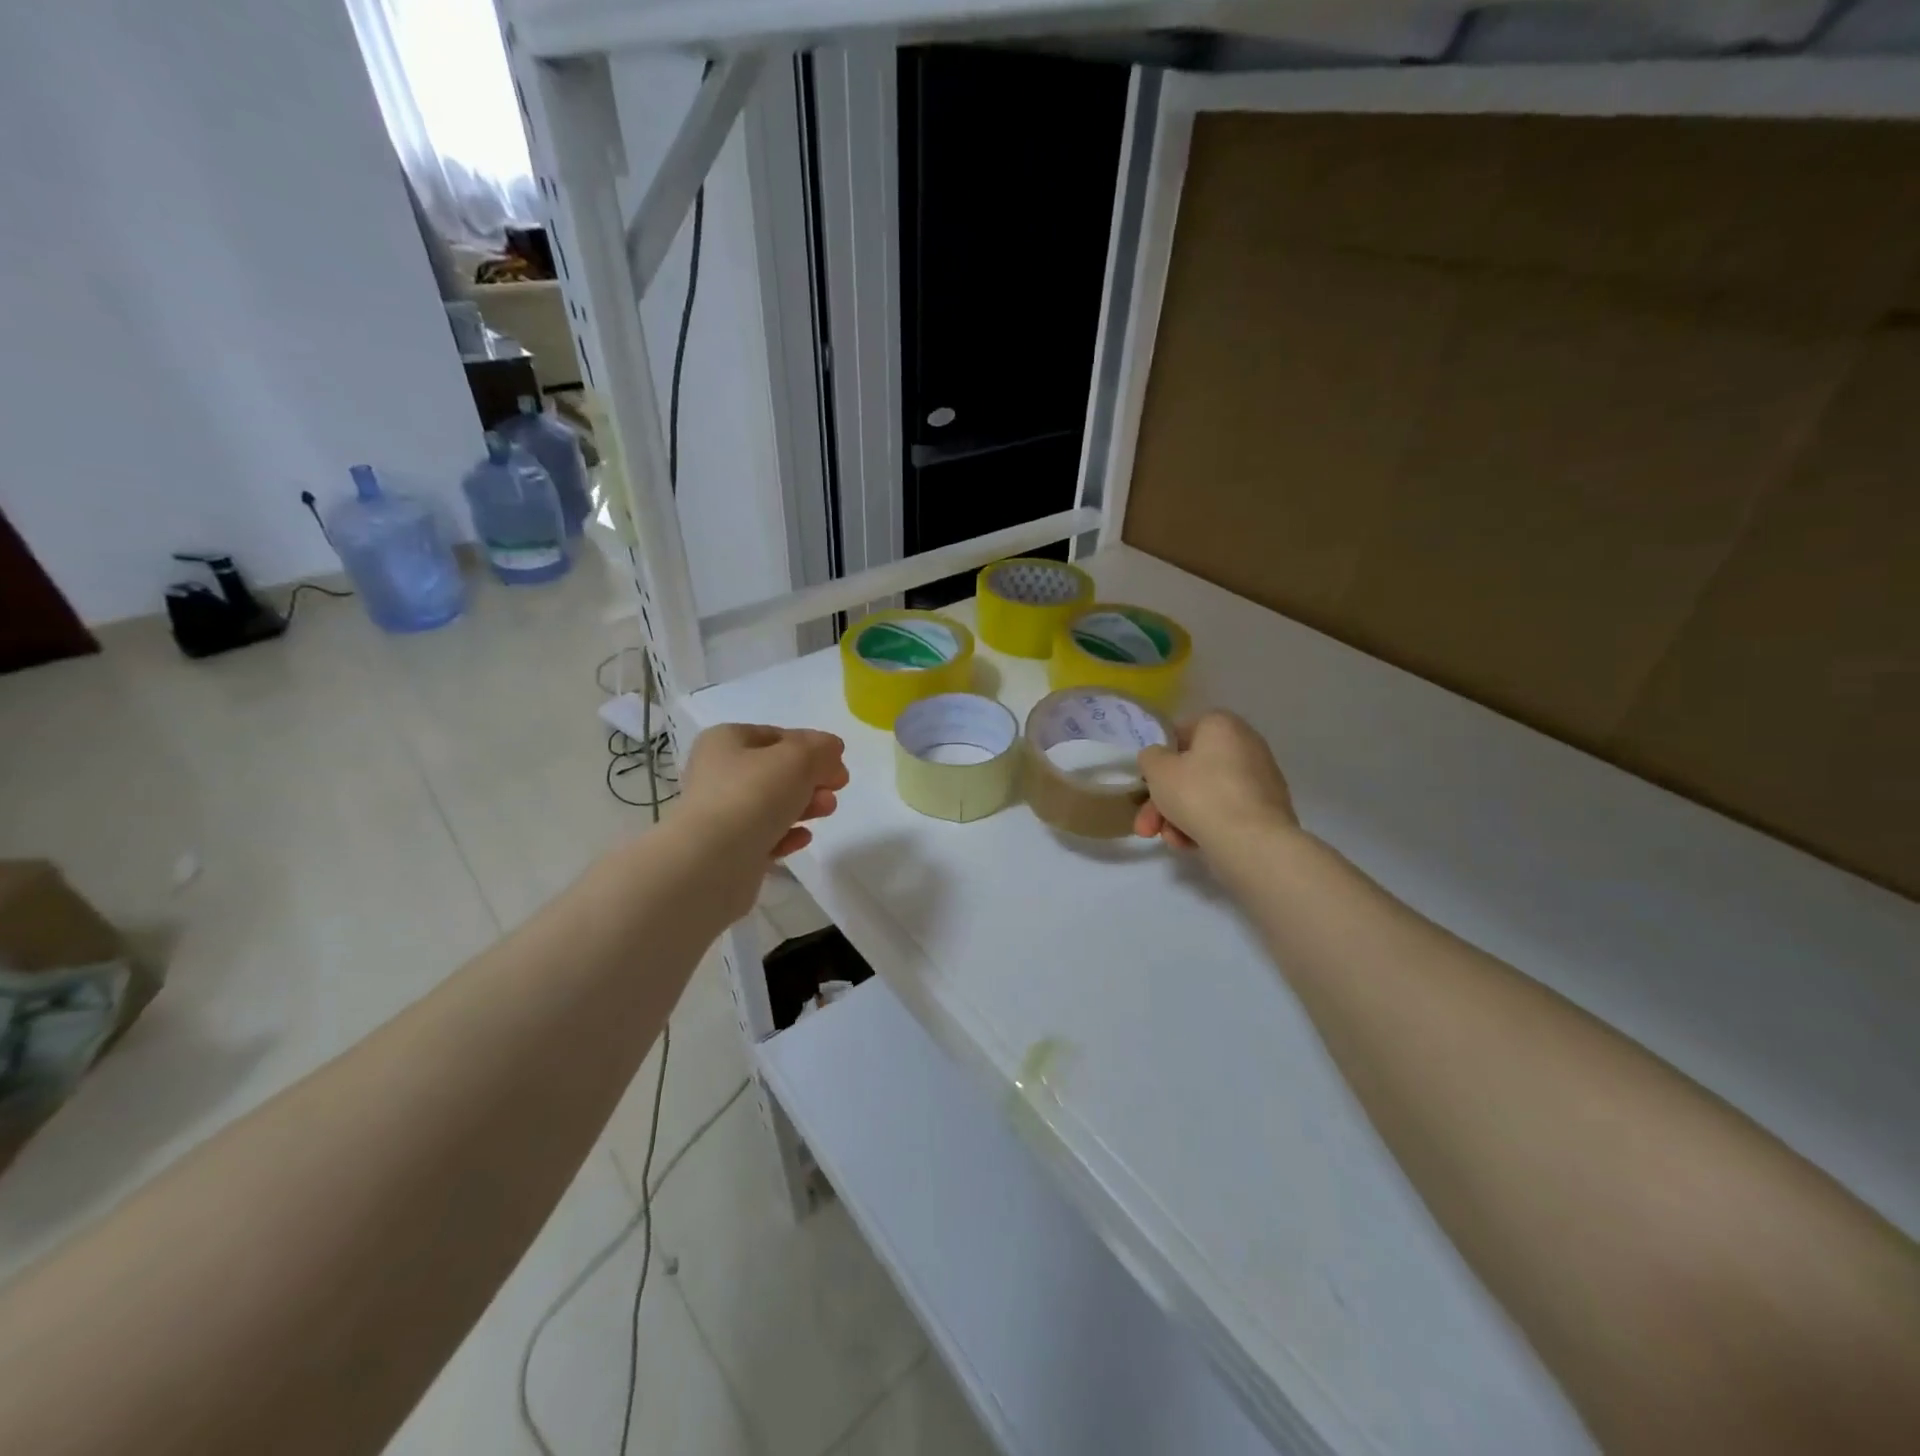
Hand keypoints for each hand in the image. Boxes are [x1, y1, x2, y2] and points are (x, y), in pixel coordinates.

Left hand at [679, 724, 848, 863]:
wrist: (711, 862)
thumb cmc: (753, 795)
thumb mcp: (798, 758)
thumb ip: (821, 749)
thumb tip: (831, 750)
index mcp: (726, 741)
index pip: (776, 736)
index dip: (811, 746)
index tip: (838, 762)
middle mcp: (718, 773)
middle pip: (776, 771)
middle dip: (811, 778)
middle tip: (838, 787)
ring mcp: (721, 814)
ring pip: (772, 804)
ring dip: (804, 805)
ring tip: (827, 810)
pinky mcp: (728, 850)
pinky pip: (764, 836)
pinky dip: (786, 834)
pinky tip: (803, 838)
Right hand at [1133, 710, 1297, 852]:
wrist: (1252, 842)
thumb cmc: (1200, 795)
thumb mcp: (1158, 770)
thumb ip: (1150, 757)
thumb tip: (1159, 759)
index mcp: (1221, 724)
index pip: (1181, 732)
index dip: (1159, 758)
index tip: (1147, 783)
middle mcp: (1245, 744)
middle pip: (1191, 770)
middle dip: (1163, 800)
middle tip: (1146, 825)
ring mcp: (1259, 778)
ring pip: (1206, 794)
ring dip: (1179, 816)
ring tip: (1170, 840)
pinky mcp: (1266, 809)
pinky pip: (1226, 811)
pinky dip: (1206, 824)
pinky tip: (1191, 845)